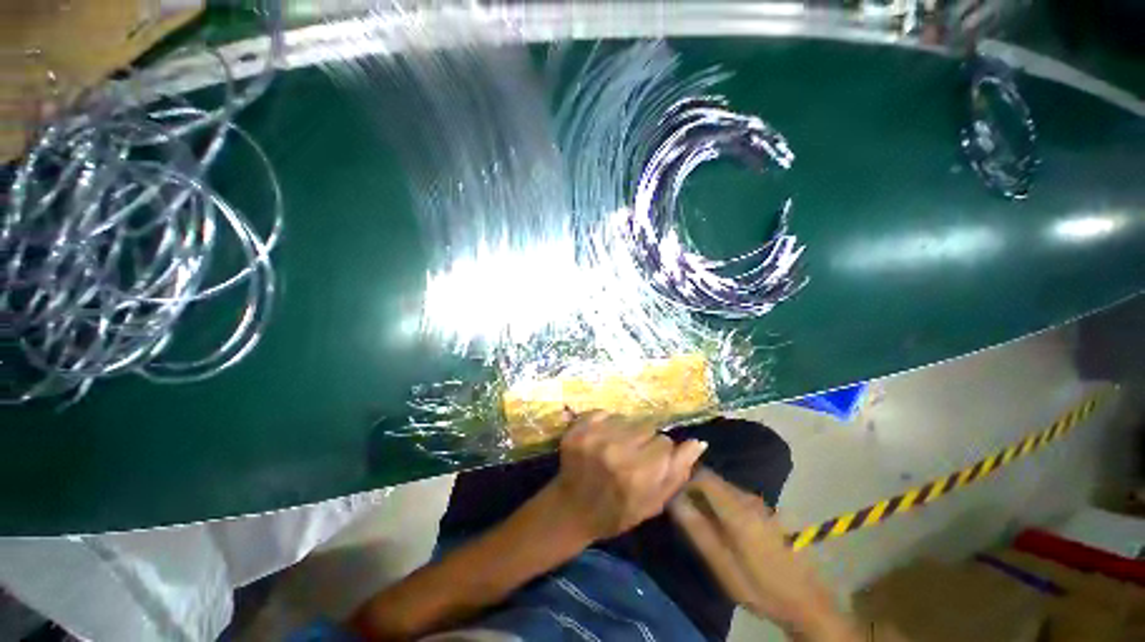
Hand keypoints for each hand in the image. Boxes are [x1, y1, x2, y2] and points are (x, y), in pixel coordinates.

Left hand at [548, 411, 706, 541]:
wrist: (571, 509)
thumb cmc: (617, 512)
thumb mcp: (653, 503)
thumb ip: (678, 472)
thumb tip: (699, 442)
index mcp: (639, 475)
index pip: (665, 442)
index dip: (659, 453)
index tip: (649, 464)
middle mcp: (616, 451)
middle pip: (647, 426)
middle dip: (644, 440)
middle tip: (631, 456)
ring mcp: (594, 437)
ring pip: (627, 418)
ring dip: (625, 430)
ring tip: (615, 448)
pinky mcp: (578, 429)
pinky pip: (604, 412)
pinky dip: (606, 423)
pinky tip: (601, 439)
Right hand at [670, 470, 861, 641]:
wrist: (807, 602)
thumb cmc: (761, 587)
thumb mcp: (723, 566)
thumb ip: (698, 530)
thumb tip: (674, 500)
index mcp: (737, 510)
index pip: (703, 476)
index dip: (684, 477)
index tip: (670, 490)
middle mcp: (748, 499)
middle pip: (712, 479)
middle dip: (693, 487)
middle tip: (679, 505)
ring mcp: (759, 503)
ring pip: (723, 487)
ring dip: (706, 495)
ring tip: (695, 514)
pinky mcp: (765, 511)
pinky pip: (734, 496)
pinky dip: (720, 502)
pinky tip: (718, 523)